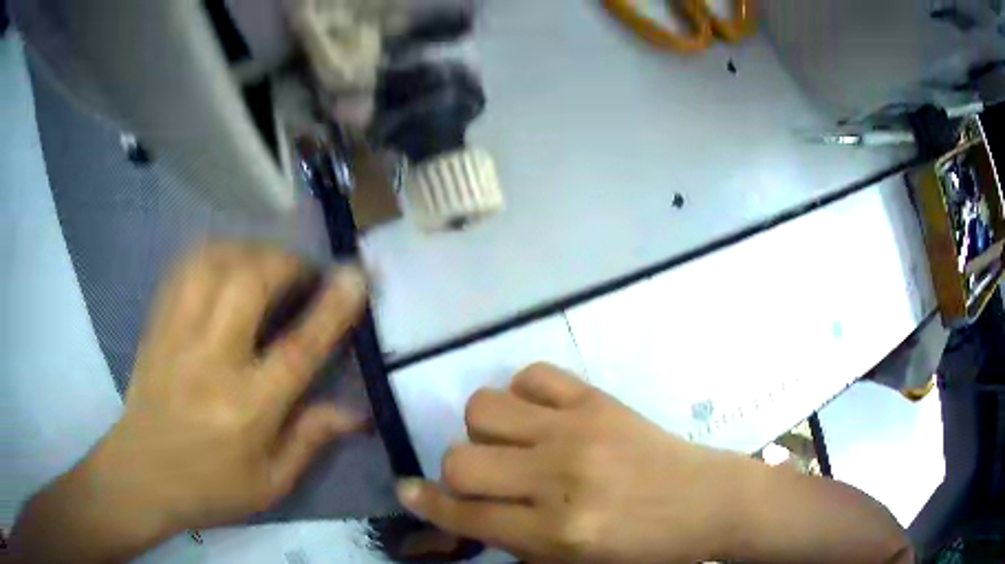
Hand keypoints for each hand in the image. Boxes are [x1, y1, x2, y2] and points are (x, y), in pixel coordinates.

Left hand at [11, 242, 368, 561]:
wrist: (141, 474)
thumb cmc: (210, 486)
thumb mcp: (271, 483)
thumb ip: (311, 439)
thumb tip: (357, 409)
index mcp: (246, 410)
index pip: (297, 348)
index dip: (332, 305)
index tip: (356, 273)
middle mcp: (210, 362)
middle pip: (249, 283)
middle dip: (288, 263)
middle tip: (306, 271)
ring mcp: (176, 335)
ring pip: (214, 263)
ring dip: (251, 250)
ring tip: (269, 263)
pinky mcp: (157, 323)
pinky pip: (185, 267)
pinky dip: (215, 252)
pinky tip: (228, 261)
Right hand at [395, 363, 748, 562]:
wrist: (706, 502)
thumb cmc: (644, 546)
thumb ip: (517, 541)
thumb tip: (466, 512)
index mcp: (557, 531)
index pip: (467, 514)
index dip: (427, 505)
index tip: (407, 491)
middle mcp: (560, 477)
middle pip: (461, 460)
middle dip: (455, 473)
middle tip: (481, 479)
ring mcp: (579, 430)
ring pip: (485, 408)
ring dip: (484, 430)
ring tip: (511, 444)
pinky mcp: (599, 399)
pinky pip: (533, 376)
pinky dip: (523, 394)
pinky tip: (540, 416)